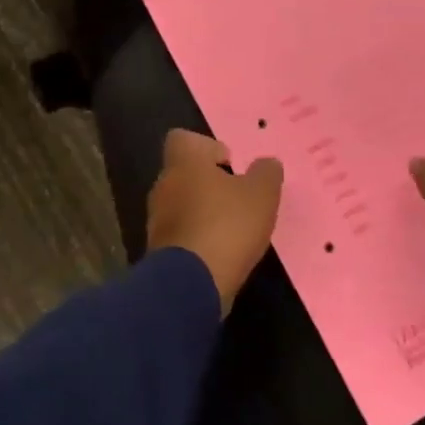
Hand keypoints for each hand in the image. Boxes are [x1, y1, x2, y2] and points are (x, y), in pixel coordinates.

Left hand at [146, 130, 283, 310]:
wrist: (190, 285)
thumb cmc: (227, 226)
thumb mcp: (262, 195)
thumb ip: (266, 173)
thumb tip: (266, 164)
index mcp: (184, 163)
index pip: (182, 139)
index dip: (206, 146)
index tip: (229, 163)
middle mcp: (164, 185)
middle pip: (184, 173)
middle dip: (209, 182)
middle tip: (238, 197)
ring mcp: (157, 220)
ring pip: (182, 204)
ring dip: (203, 211)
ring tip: (233, 228)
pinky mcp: (159, 251)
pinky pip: (181, 234)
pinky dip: (198, 238)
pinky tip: (221, 251)